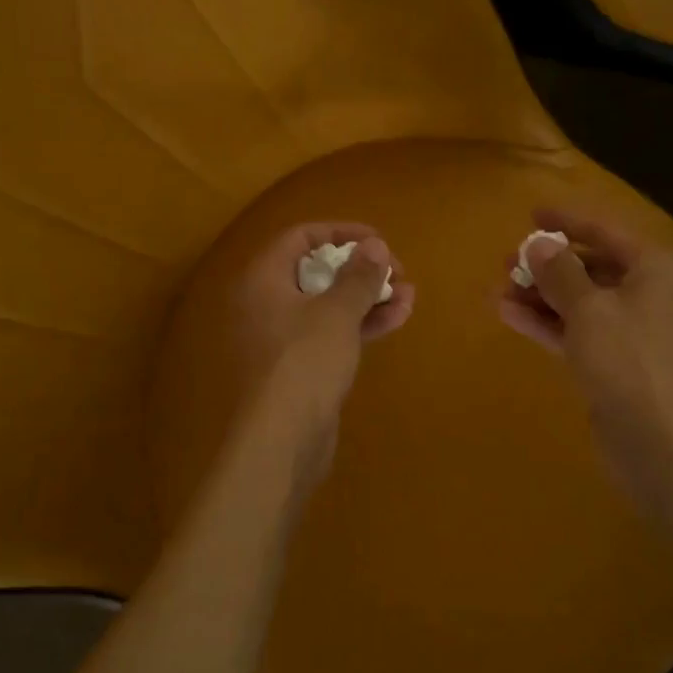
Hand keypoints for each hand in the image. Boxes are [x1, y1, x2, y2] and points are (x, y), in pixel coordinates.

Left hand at [233, 223, 414, 497]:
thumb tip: (375, 246)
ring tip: (409, 295)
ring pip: (329, 305)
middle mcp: (267, 304)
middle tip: (398, 271)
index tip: (378, 239)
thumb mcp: (337, 313)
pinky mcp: (299, 367)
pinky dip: (360, 324)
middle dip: (361, 269)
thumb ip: (359, 276)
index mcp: (263, 280)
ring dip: (368, 297)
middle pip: (317, 271)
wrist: (283, 440)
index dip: (340, 233)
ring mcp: (282, 338)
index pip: (299, 238)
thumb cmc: (305, 362)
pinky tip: (397, 318)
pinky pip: (331, 334)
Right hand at [497, 208, 672, 505]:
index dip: (567, 222)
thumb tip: (539, 244)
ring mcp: (628, 331)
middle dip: (547, 264)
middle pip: (590, 267)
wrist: (657, 438)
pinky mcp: (611, 362)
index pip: (605, 232)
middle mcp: (645, 293)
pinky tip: (508, 314)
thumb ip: (560, 272)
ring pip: (578, 301)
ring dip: (540, 295)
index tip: (531, 214)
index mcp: (653, 268)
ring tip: (499, 290)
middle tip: (507, 261)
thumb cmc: (627, 358)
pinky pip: (574, 330)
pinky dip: (545, 322)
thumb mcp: (588, 307)